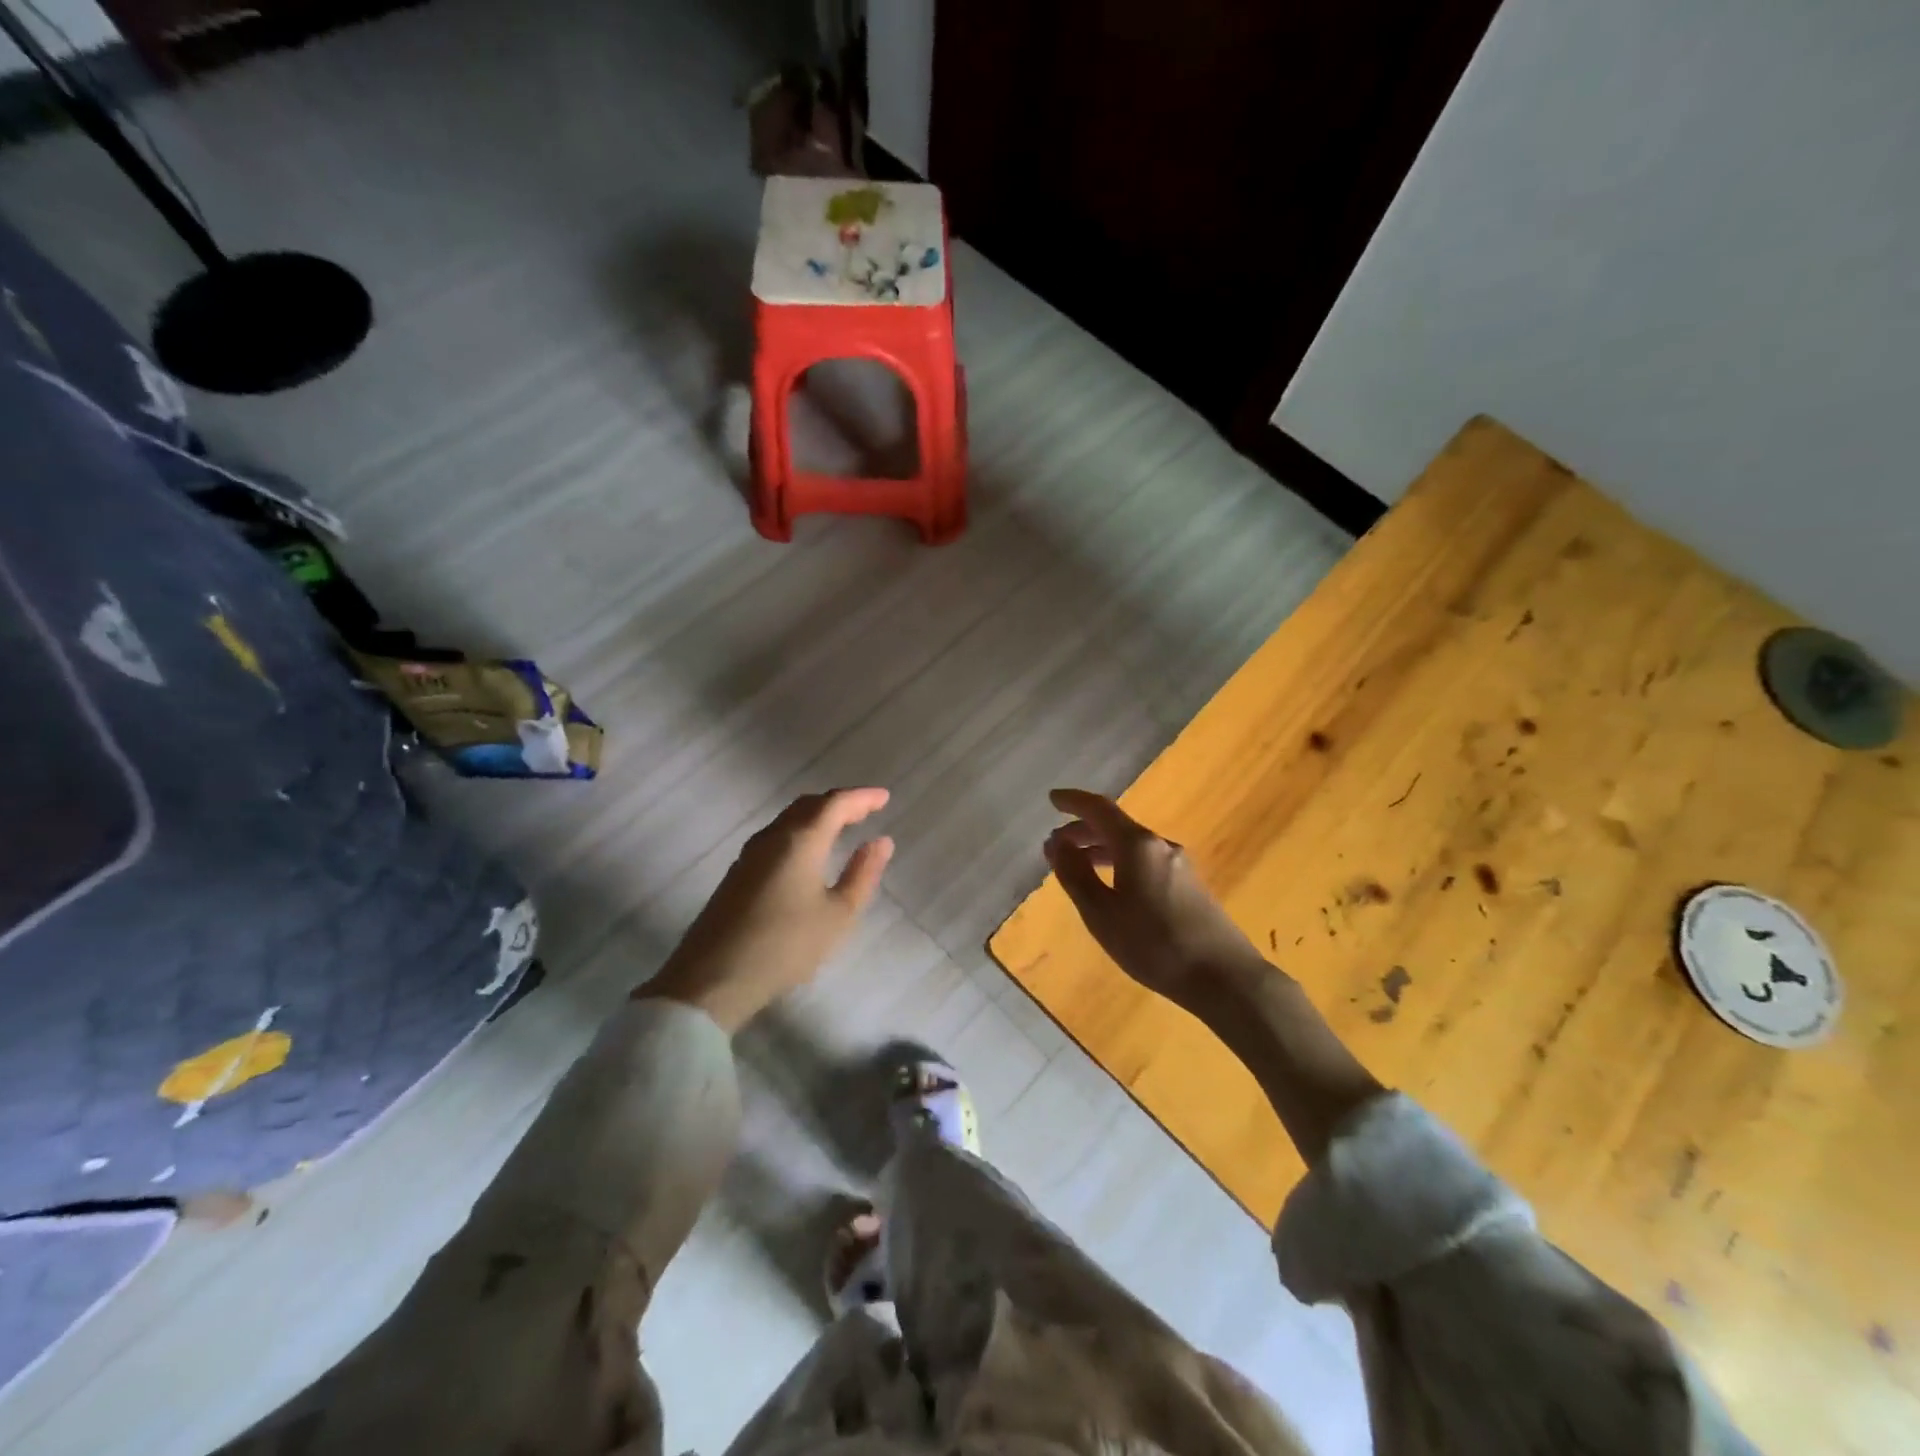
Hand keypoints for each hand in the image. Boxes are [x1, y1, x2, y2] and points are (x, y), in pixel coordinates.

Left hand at [642, 788, 893, 1032]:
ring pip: (789, 819)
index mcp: (800, 840)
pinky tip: (808, 854)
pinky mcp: (737, 873)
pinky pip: (776, 837)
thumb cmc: (785, 946)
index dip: (862, 797)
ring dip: (817, 816)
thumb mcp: (837, 915)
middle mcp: (773, 837)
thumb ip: (862, 874)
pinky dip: (800, 832)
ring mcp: (750, 854)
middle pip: (809, 805)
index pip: (835, 803)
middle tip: (866, 811)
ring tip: (842, 828)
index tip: (884, 798)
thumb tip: (881, 841)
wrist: (712, 979)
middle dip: (839, 803)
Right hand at [1046, 789, 1381, 1162]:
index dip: (1073, 801)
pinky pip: (1146, 862)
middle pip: (1116, 826)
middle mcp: (1160, 845)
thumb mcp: (1102, 914)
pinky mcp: (1190, 886)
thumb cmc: (1154, 944)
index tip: (1052, 799)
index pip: (1099, 809)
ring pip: (1131, 846)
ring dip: (1101, 849)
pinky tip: (1113, 889)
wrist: (1224, 978)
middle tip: (1056, 844)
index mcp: (1137, 845)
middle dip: (1083, 830)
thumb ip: (1075, 875)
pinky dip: (1120, 864)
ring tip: (1078, 867)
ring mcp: (1179, 865)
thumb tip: (1056, 843)